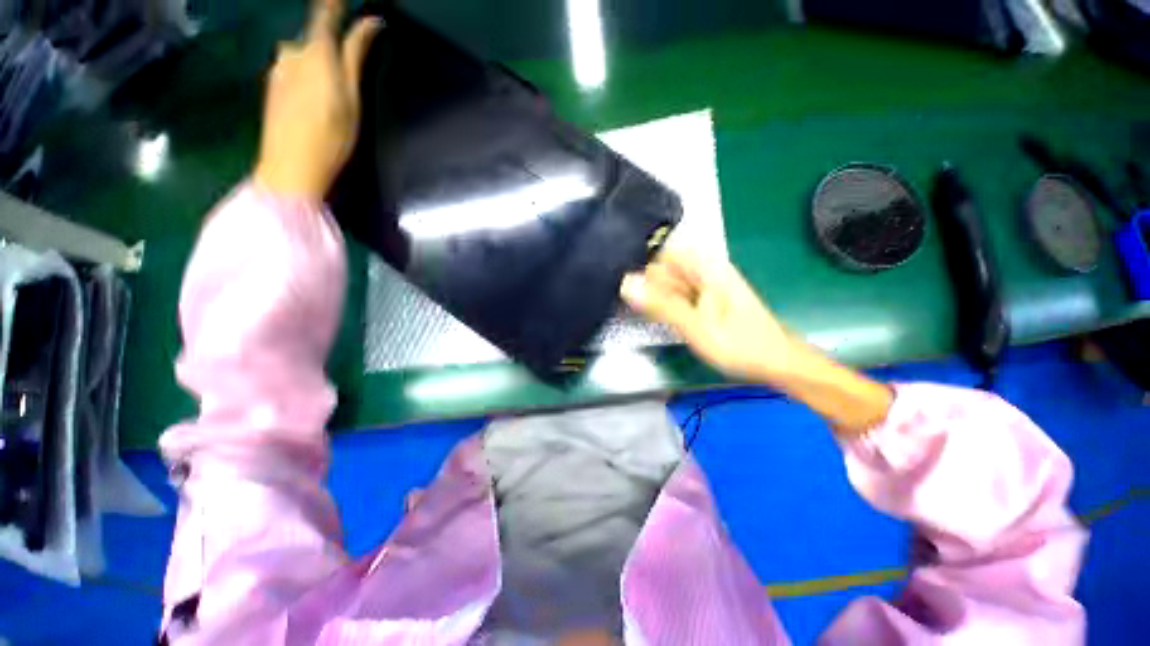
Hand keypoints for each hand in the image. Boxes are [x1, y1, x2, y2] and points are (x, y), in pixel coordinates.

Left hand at [253, 0, 380, 200]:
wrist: (289, 169)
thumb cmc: (330, 137)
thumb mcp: (351, 99)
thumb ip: (356, 57)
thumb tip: (371, 23)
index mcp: (314, 52)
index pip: (324, 12)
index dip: (335, 1)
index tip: (343, 0)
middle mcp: (290, 52)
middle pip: (313, 38)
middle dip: (328, 45)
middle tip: (345, 75)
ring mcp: (277, 69)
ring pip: (302, 55)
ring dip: (317, 65)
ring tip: (331, 98)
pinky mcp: (271, 86)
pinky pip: (292, 70)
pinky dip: (306, 78)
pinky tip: (314, 105)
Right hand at [621, 249, 799, 382]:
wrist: (775, 362)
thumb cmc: (738, 343)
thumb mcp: (694, 325)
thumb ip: (660, 304)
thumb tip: (626, 283)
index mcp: (704, 266)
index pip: (661, 252)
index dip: (639, 262)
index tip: (616, 278)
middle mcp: (703, 271)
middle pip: (663, 268)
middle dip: (642, 282)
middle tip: (618, 298)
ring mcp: (704, 287)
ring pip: (668, 284)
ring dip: (651, 295)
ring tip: (628, 307)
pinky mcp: (705, 301)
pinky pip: (676, 296)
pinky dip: (663, 304)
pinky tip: (650, 315)